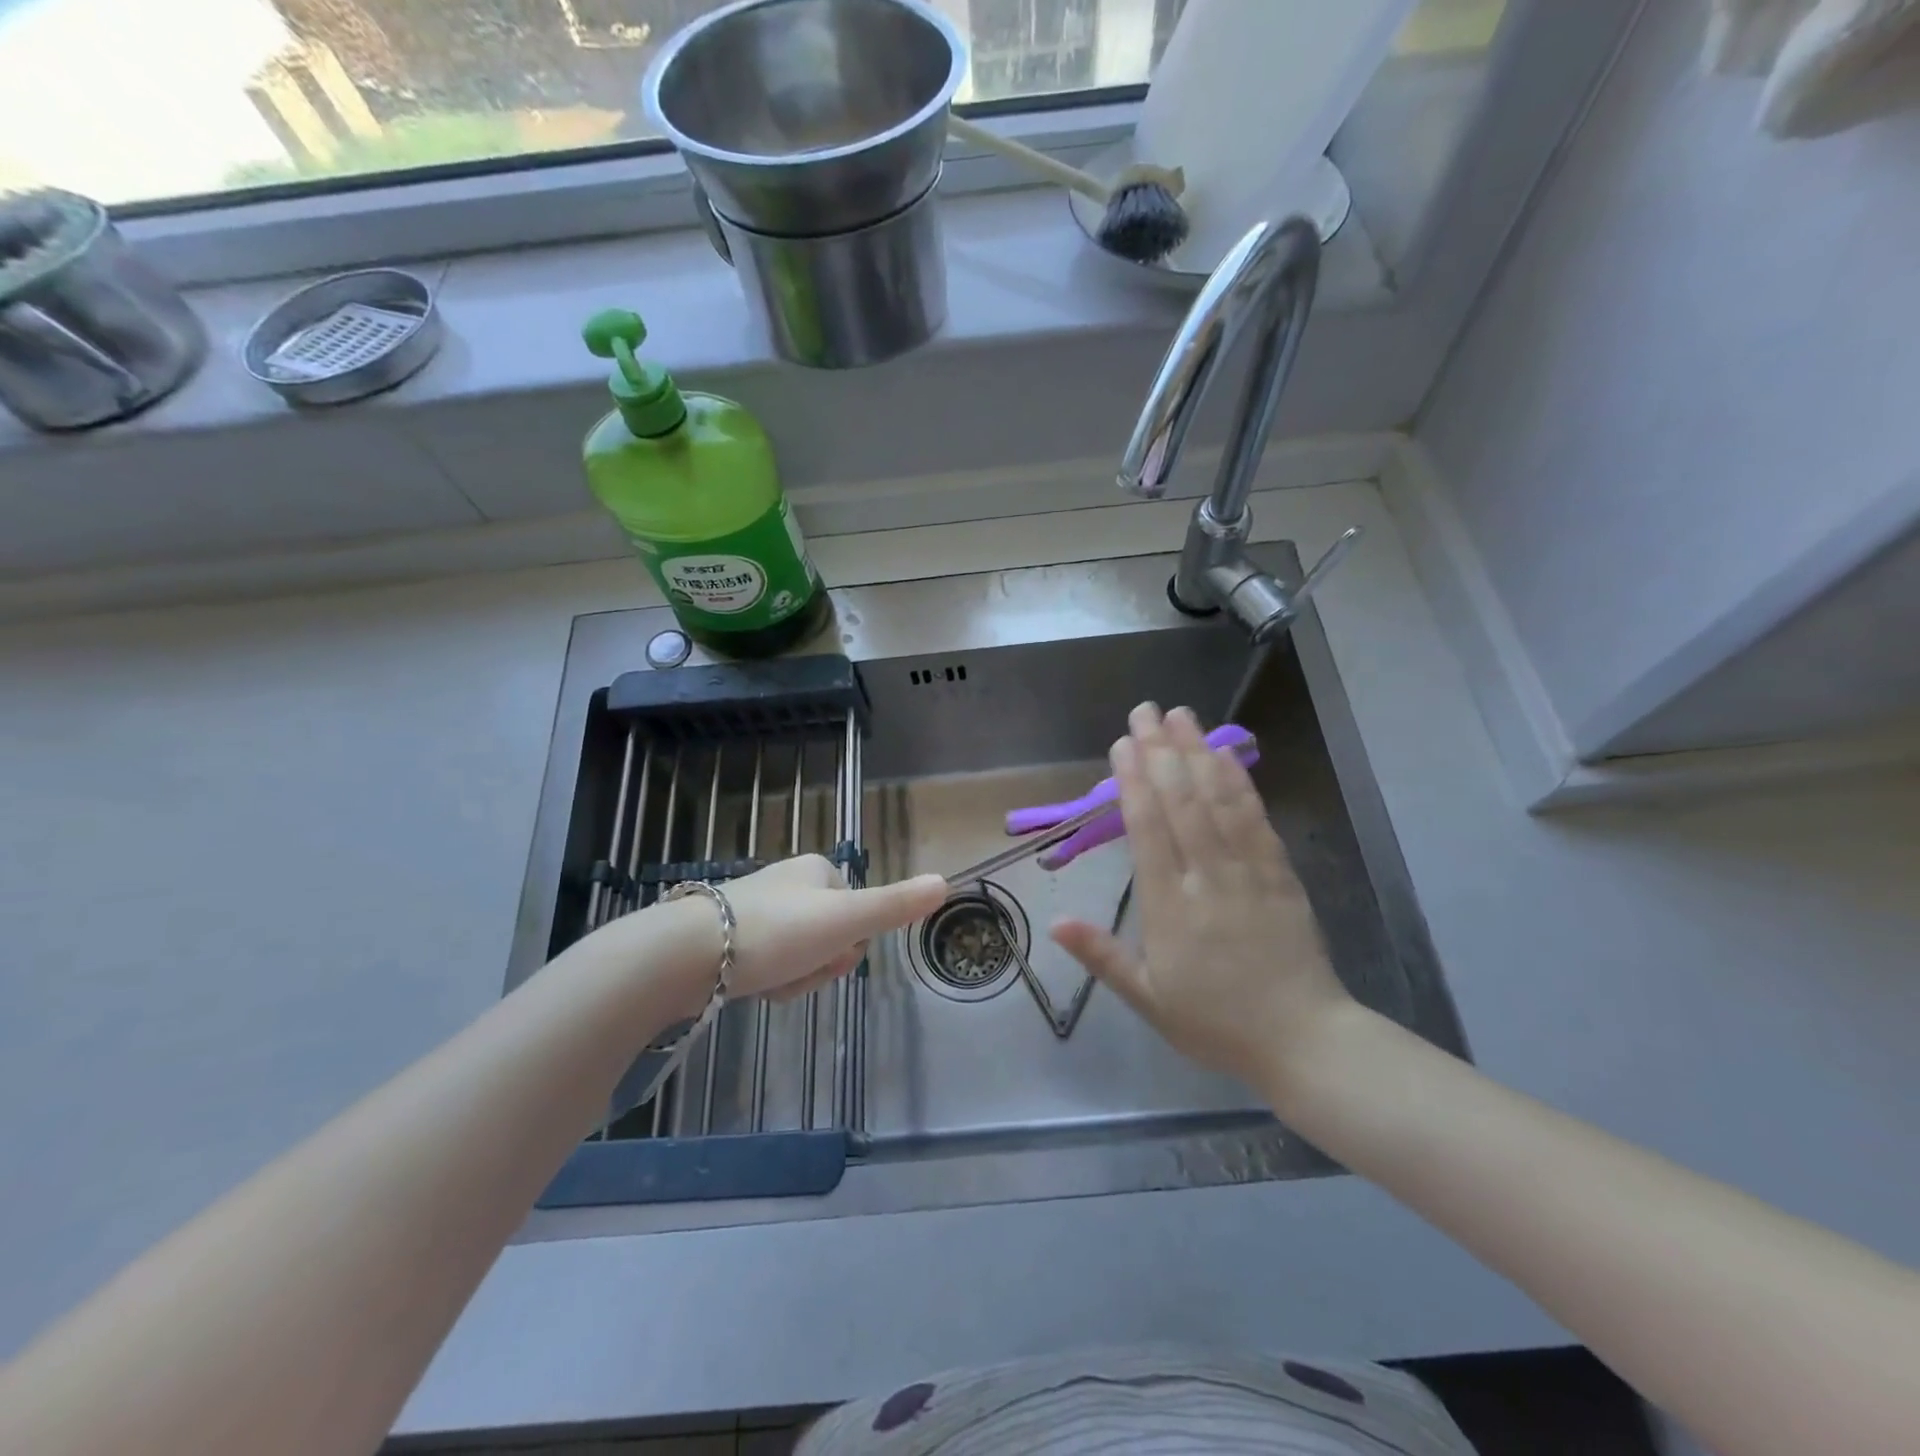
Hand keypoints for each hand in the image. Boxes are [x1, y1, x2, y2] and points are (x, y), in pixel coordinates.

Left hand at [706, 855, 946, 1002]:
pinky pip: (769, 962)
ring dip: (795, 976)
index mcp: (817, 870)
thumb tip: (945, 881)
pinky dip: (767, 980)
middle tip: (801, 971)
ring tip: (772, 983)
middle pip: (829, 935)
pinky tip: (753, 987)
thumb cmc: (777, 931)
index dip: (851, 941)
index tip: (832, 953)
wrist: (689, 953)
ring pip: (800, 953)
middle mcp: (789, 883)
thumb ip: (895, 905)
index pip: (858, 911)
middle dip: (821, 963)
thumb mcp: (846, 919)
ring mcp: (757, 909)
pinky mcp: (729, 936)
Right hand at [1051, 703, 1351, 1094]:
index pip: (1147, 830)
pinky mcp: (1280, 873)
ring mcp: (1248, 871)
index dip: (1133, 782)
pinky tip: (1225, 755)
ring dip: (1197, 753)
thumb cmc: (1216, 1022)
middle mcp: (1207, 877)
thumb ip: (1102, 956)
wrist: (1305, 1041)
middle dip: (1160, 751)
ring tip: (1181, 716)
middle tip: (1144, 710)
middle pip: (1181, 802)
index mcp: (1170, 907)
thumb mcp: (1148, 999)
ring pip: (1218, 801)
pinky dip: (1239, 783)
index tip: (1122, 744)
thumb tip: (1055, 922)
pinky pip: (1256, 820)